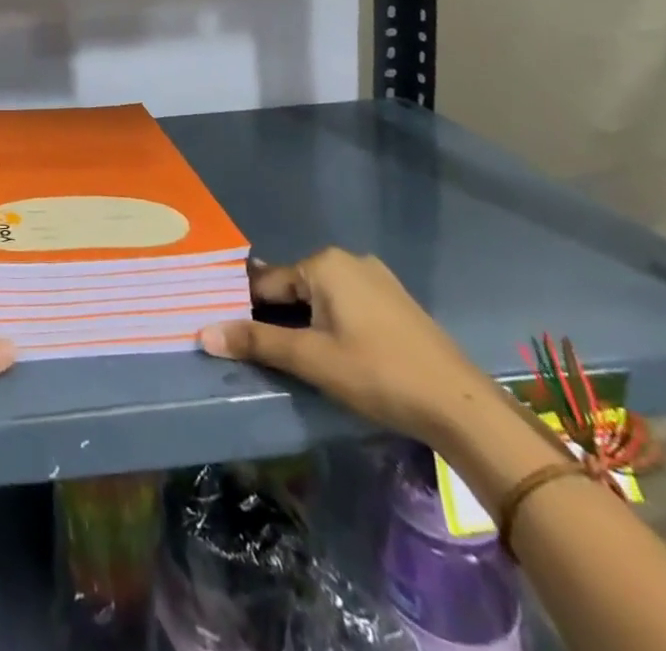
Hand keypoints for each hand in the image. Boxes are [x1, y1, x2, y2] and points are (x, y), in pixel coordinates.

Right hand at [198, 248, 498, 448]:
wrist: (462, 407)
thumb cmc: (378, 374)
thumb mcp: (311, 359)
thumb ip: (256, 342)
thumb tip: (203, 333)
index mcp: (323, 263)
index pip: (267, 283)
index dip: (247, 310)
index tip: (232, 335)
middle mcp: (347, 260)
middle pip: (294, 287)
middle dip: (277, 316)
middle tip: (266, 352)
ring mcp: (376, 278)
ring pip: (321, 297)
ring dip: (305, 321)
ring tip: (297, 357)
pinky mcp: (395, 301)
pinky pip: (346, 304)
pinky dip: (331, 323)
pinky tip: (335, 353)